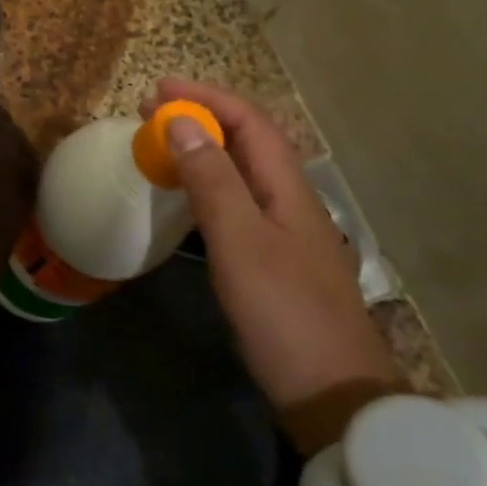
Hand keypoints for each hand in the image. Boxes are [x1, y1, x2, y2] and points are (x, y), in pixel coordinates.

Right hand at [144, 77, 403, 455]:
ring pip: (244, 172)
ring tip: (163, 143)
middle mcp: (291, 201)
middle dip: (203, 116)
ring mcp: (287, 233)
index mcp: (288, 188)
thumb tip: (179, 120)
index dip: (206, 97)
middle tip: (151, 112)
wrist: (335, 396)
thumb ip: (211, 179)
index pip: (250, 122)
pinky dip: (209, 184)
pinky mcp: (277, 261)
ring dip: (205, 148)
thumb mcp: (240, 241)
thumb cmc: (284, 313)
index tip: (158, 88)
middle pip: (250, 142)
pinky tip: (190, 198)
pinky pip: (239, 202)